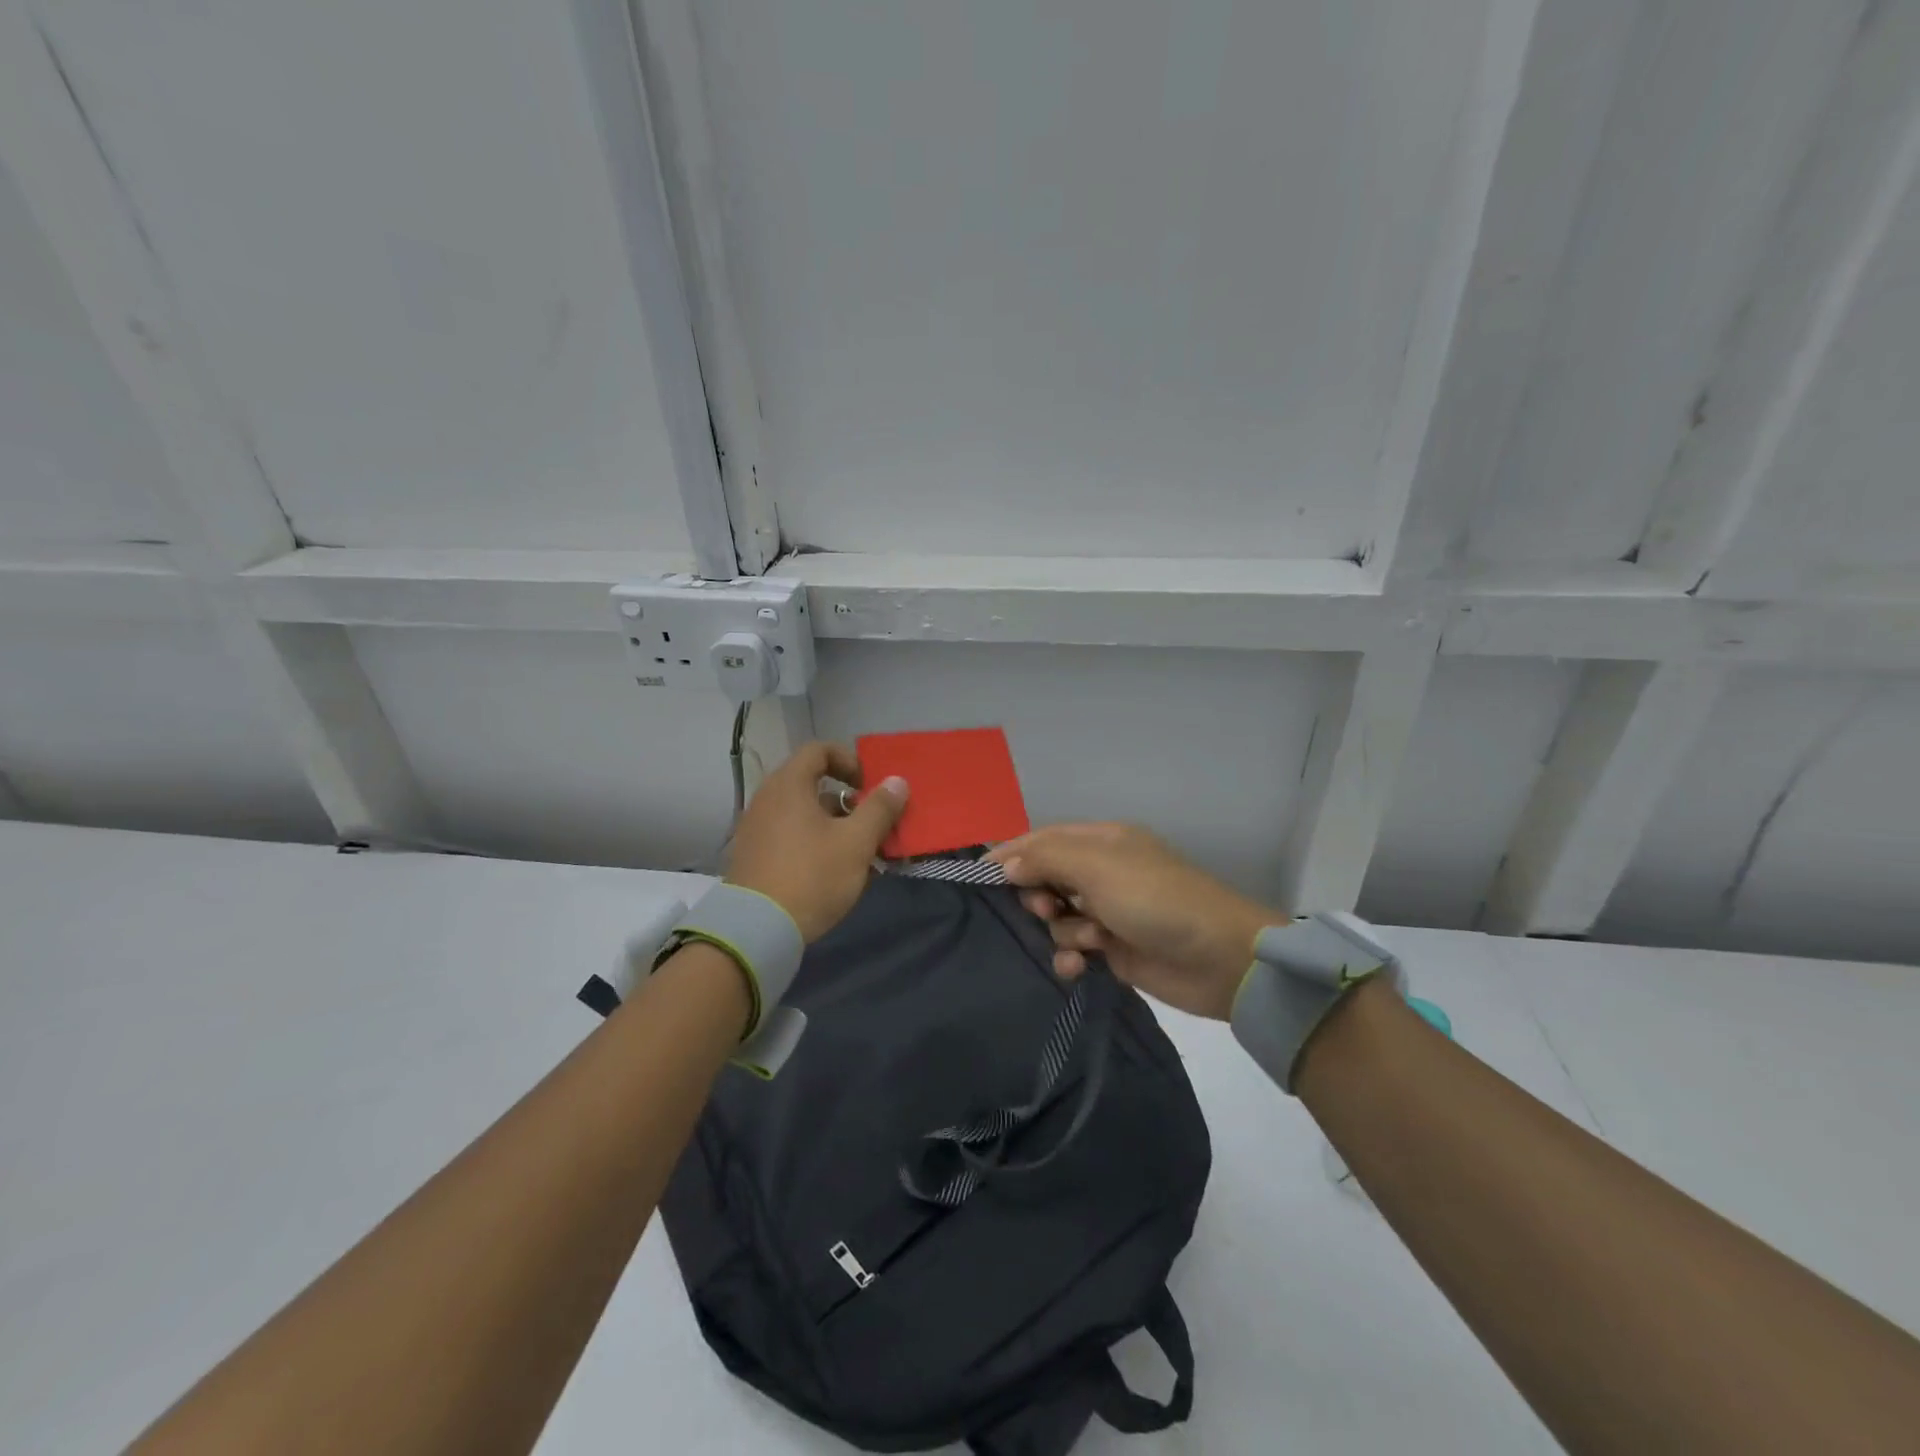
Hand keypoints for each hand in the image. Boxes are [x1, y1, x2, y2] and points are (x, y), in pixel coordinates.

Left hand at [726, 741, 908, 941]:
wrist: (757, 930)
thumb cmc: (812, 876)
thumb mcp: (856, 842)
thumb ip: (879, 808)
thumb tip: (897, 781)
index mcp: (789, 785)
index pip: (819, 750)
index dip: (849, 760)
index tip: (869, 787)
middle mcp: (767, 799)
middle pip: (813, 784)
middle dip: (848, 801)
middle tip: (871, 823)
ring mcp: (757, 828)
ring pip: (804, 814)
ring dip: (836, 826)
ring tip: (861, 855)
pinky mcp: (754, 856)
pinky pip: (791, 837)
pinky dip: (816, 844)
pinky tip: (837, 874)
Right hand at [987, 824, 1279, 1019]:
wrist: (1219, 959)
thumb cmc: (1155, 900)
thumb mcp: (1098, 868)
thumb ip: (1046, 859)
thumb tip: (1005, 864)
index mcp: (1102, 841)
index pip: (1043, 839)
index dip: (1011, 854)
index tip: (978, 876)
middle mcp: (1102, 873)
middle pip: (1045, 879)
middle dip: (1038, 897)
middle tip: (1046, 911)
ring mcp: (1108, 912)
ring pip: (1057, 918)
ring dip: (1062, 931)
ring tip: (1086, 941)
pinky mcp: (1114, 949)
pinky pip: (1074, 948)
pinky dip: (1072, 956)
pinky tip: (1079, 966)